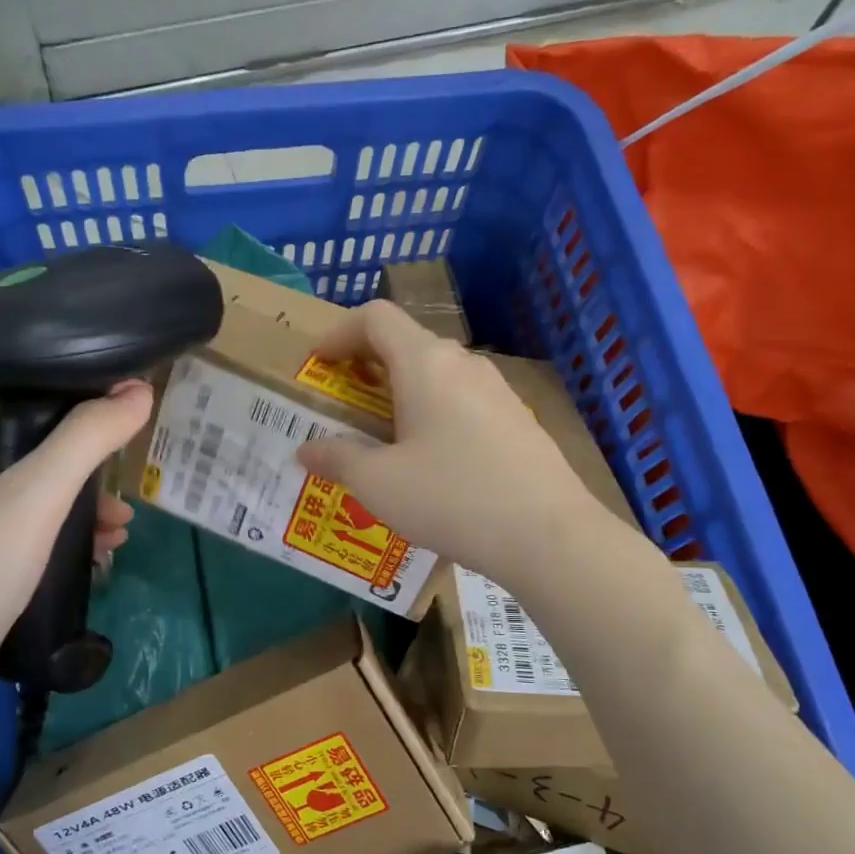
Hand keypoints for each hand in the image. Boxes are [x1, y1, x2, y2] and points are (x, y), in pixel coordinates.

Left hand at [0, 382, 152, 724]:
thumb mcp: (37, 495)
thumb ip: (88, 439)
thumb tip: (140, 391)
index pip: (21, 400)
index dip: (74, 399)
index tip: (123, 411)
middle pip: (36, 452)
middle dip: (88, 466)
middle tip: (127, 483)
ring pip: (38, 500)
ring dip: (84, 508)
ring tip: (123, 529)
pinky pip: (32, 539)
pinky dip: (67, 541)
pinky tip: (100, 557)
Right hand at [296, 302, 601, 589]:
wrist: (548, 535)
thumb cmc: (451, 498)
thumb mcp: (379, 484)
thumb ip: (337, 459)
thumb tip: (306, 450)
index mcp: (425, 364)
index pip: (375, 318)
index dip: (338, 332)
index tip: (317, 364)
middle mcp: (463, 364)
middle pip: (406, 343)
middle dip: (366, 366)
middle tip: (343, 404)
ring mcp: (496, 390)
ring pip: (436, 374)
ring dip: (400, 392)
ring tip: (382, 435)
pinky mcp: (516, 419)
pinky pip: (461, 400)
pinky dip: (431, 412)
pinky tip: (430, 460)